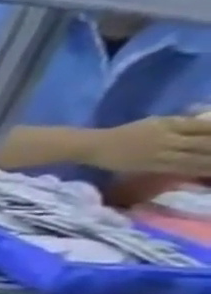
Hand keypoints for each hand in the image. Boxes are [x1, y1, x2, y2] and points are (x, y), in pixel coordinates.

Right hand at [87, 114, 210, 175]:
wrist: (93, 146)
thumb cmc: (124, 133)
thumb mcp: (154, 122)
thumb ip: (181, 124)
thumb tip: (207, 124)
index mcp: (170, 124)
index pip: (207, 127)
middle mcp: (169, 139)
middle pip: (206, 143)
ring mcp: (161, 154)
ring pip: (197, 157)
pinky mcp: (153, 166)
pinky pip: (182, 167)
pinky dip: (200, 169)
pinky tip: (208, 172)